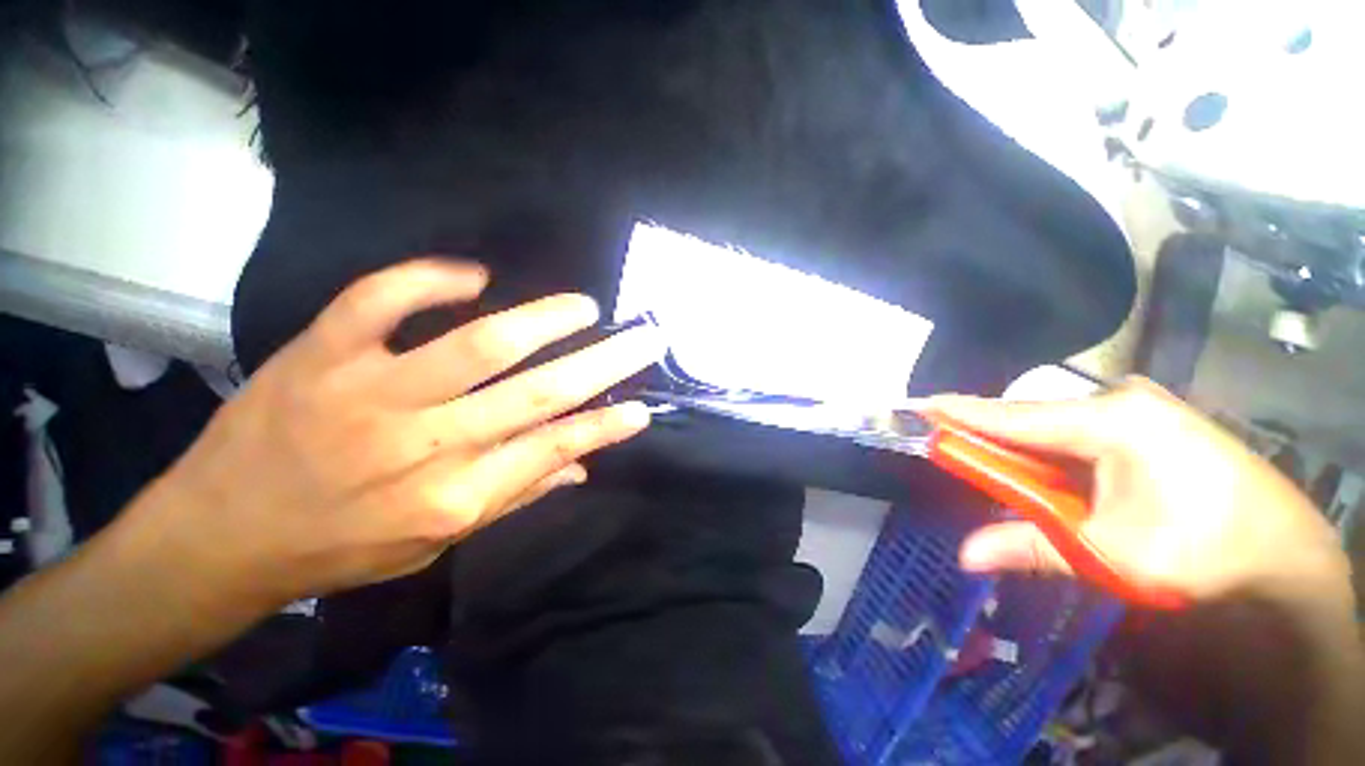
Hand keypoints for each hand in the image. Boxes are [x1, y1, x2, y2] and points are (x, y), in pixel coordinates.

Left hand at [119, 258, 664, 610]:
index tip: (643, 407)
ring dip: (544, 319)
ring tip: (583, 307)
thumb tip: (581, 464)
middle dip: (605, 363)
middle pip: (538, 393)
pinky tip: (471, 275)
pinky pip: (381, 299)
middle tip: (644, 339)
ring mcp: (371, 393)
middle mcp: (426, 445)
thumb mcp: (433, 544)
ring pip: (480, 343)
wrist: (221, 535)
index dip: (606, 425)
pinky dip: (430, 278)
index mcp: (454, 496)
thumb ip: (513, 496)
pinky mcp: (321, 355)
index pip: (554, 447)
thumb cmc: (337, 547)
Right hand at [929, 378, 1347, 602]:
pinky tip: (1052, 470)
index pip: (1010, 415)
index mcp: (1109, 420)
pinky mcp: (1155, 420)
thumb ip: (1030, 547)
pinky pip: (1084, 429)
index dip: (958, 412)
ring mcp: (1143, 407)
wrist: (1287, 559)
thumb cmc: (1199, 554)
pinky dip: (1054, 449)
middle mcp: (1122, 400)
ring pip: (1057, 424)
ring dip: (1024, 447)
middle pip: (1032, 417)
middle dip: (990, 435)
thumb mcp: (1108, 555)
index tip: (915, 406)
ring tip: (1000, 466)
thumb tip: (963, 555)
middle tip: (954, 448)